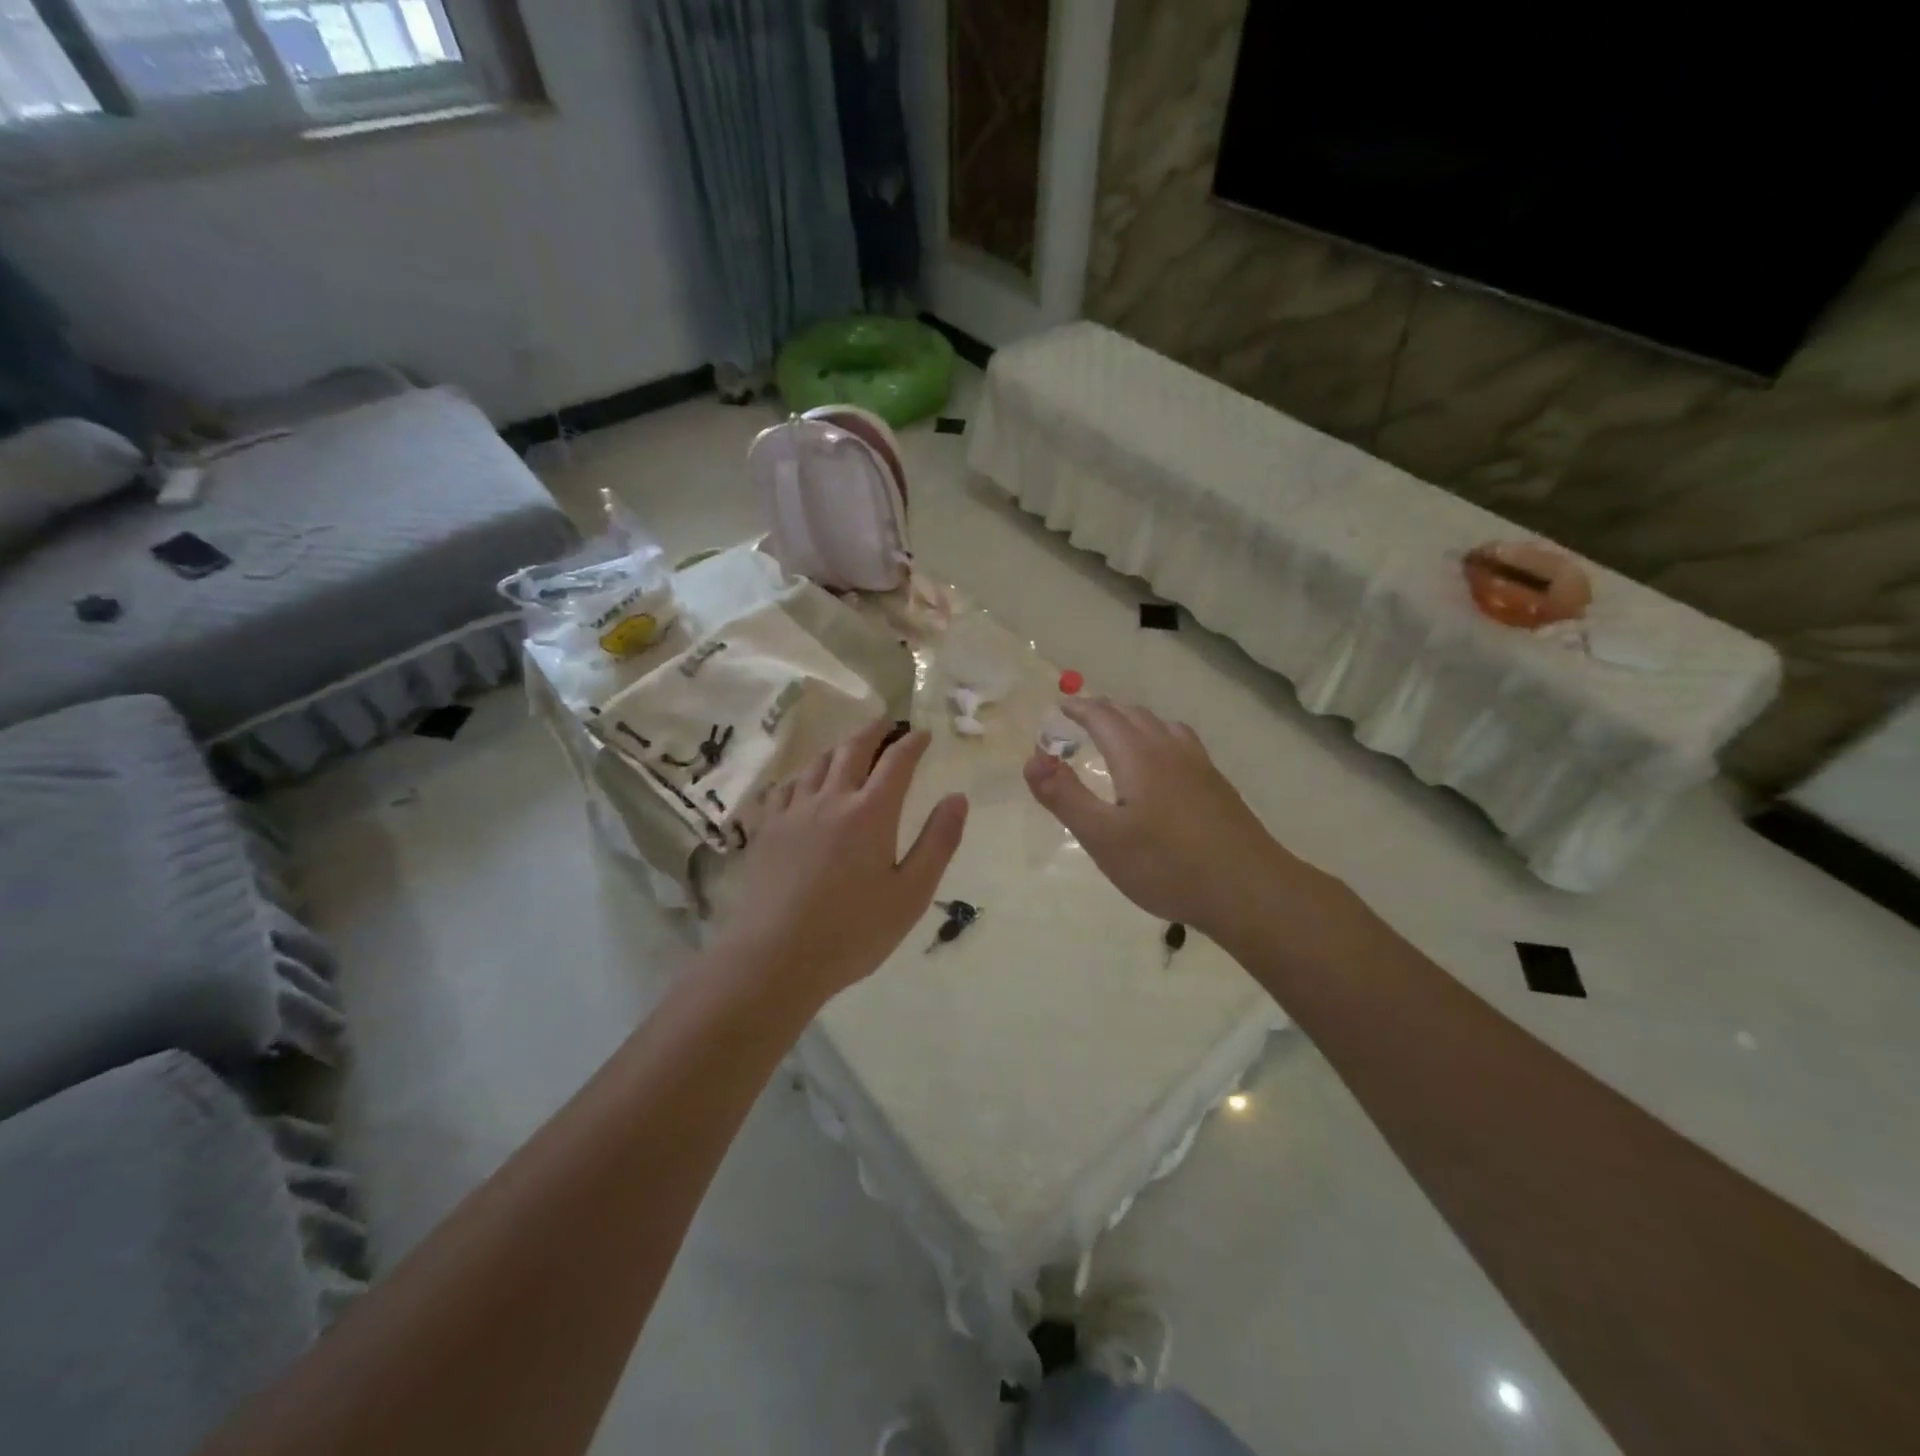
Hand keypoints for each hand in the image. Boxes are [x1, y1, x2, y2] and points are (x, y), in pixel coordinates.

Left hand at [717, 719, 968, 1005]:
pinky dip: (806, 774)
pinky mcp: (768, 828)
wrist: (775, 957)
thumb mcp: (911, 893)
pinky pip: (788, 785)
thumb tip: (958, 798)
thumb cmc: (853, 931)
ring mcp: (794, 811)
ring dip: (840, 747)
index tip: (924, 733)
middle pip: (854, 748)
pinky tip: (806, 783)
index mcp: (871, 812)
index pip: (897, 761)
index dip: (913, 742)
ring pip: (818, 762)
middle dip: (875, 730)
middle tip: (888, 723)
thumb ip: (938, 842)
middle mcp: (832, 799)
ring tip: (852, 746)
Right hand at [1023, 699, 1311, 938]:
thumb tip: (1031, 758)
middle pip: (1134, 715)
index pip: (1104, 716)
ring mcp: (1200, 766)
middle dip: (1104, 711)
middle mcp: (1170, 749)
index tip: (1060, 707)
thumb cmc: (1166, 865)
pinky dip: (1159, 738)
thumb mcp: (1102, 837)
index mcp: (1138, 755)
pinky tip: (1164, 765)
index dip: (1080, 708)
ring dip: (1134, 721)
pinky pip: (1181, 743)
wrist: (1248, 890)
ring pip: (1162, 726)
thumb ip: (1064, 796)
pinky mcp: (1218, 786)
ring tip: (1120, 734)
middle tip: (1082, 718)